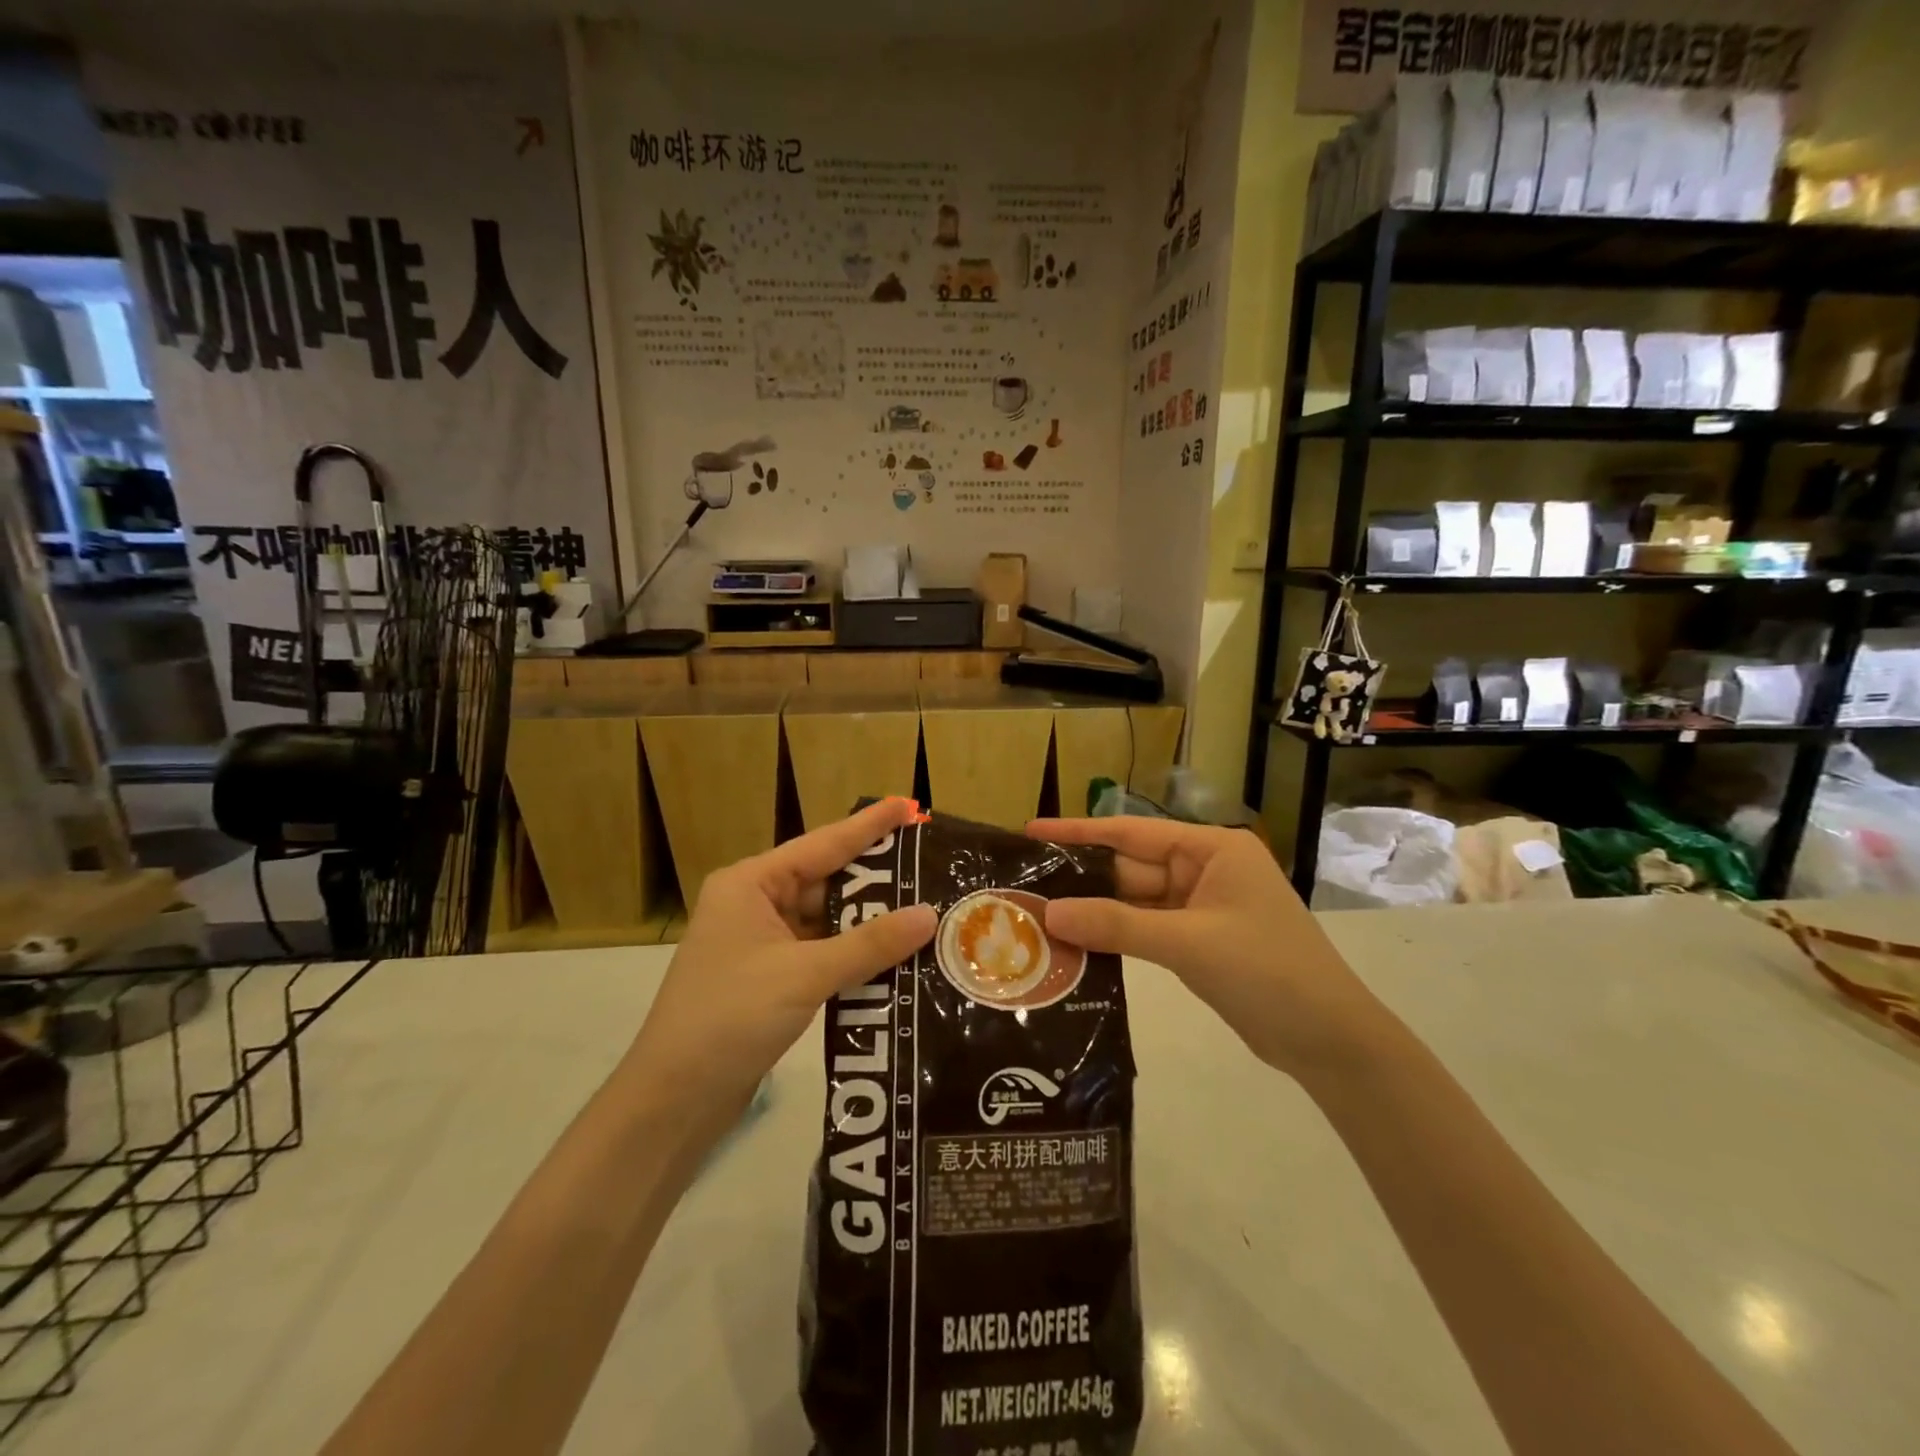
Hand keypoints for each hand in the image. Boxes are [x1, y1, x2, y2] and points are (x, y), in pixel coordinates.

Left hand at [630, 798, 936, 1116]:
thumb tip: (929, 915)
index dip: (869, 825)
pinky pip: (823, 953)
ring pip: (828, 921)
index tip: (909, 806)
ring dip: (869, 922)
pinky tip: (895, 957)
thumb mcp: (804, 974)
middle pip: (827, 881)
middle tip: (931, 866)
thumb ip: (869, 944)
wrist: (673, 1100)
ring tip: (926, 910)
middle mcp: (755, 904)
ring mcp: (762, 943)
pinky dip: (854, 955)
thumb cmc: (729, 1018)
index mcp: (750, 884)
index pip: (823, 844)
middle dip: (877, 879)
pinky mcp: (771, 979)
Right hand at [1026, 817, 1385, 1079]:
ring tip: (1037, 915)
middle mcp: (1205, 870)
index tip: (1032, 830)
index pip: (1132, 831)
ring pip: (1135, 902)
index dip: (1080, 830)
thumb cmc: (1267, 971)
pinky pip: (1146, 930)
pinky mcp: (1198, 943)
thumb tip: (1049, 914)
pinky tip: (1076, 945)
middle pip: (1130, 867)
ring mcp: (1201, 908)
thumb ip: (1117, 925)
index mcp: (1212, 849)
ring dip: (1095, 912)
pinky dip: (1116, 937)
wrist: (1330, 1041)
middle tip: (1025, 884)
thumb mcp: (1189, 943)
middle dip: (1082, 878)